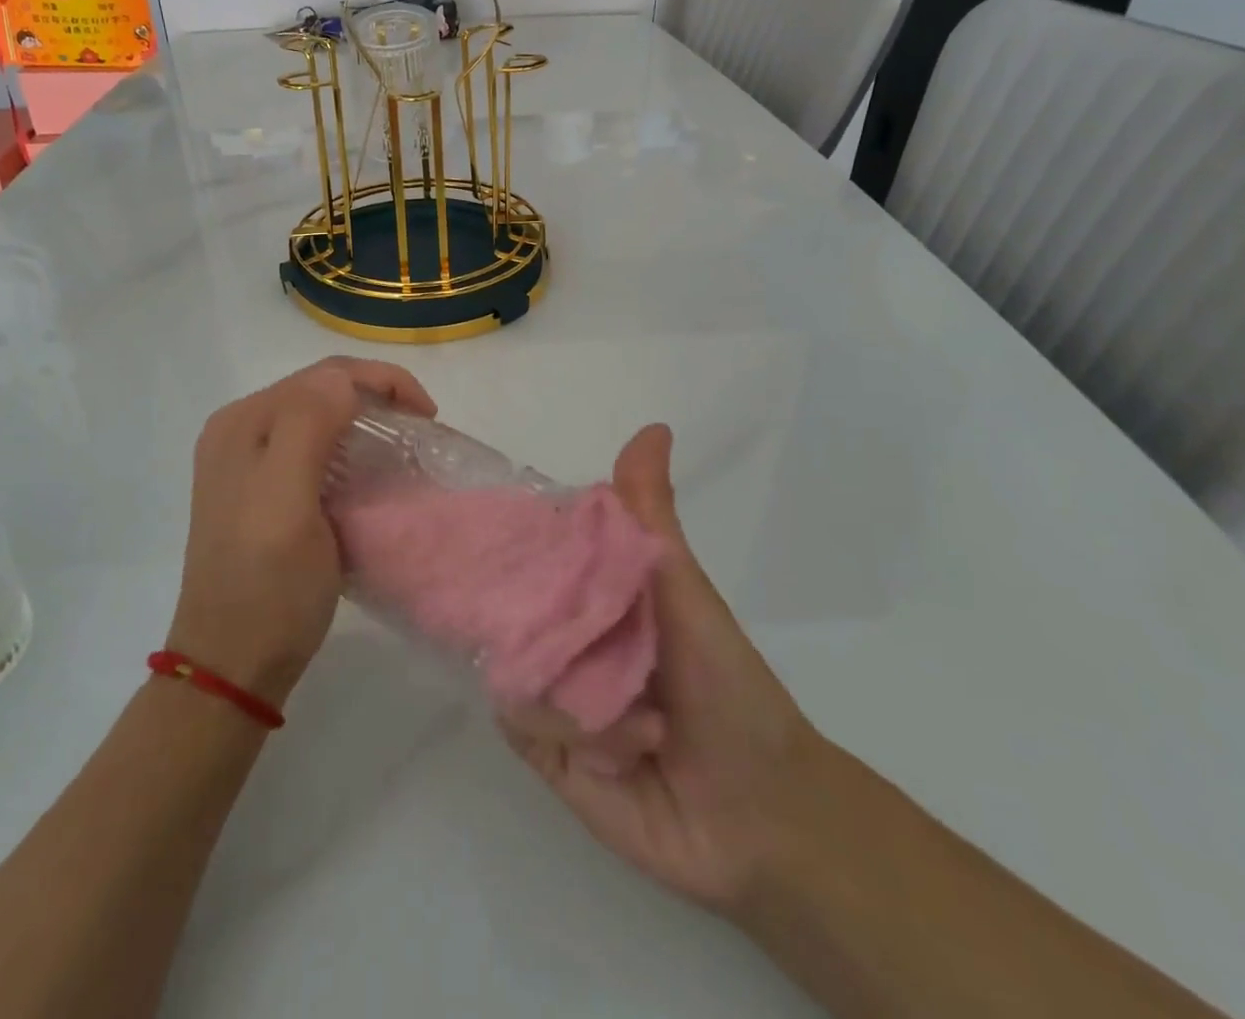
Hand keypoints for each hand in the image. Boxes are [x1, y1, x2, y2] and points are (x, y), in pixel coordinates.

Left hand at [169, 357, 435, 707]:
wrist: (232, 666)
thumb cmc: (266, 586)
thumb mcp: (286, 502)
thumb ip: (306, 427)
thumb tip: (342, 379)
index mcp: (243, 422)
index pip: (323, 374)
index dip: (382, 381)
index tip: (428, 417)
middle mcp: (239, 431)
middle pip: (320, 390)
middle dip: (376, 397)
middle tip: (421, 430)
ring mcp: (246, 463)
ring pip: (318, 417)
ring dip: (364, 421)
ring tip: (403, 447)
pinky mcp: (260, 492)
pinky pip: (312, 448)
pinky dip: (348, 449)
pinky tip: (368, 473)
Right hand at [498, 424, 828, 921]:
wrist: (761, 816)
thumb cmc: (727, 686)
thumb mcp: (686, 589)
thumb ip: (652, 515)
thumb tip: (653, 427)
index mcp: (590, 590)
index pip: (532, 548)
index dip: (511, 533)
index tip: (484, 519)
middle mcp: (562, 634)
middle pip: (508, 602)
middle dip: (512, 603)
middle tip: (532, 609)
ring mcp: (550, 691)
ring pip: (508, 660)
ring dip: (563, 682)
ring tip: (625, 708)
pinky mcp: (544, 751)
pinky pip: (519, 721)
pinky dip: (566, 730)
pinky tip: (620, 747)